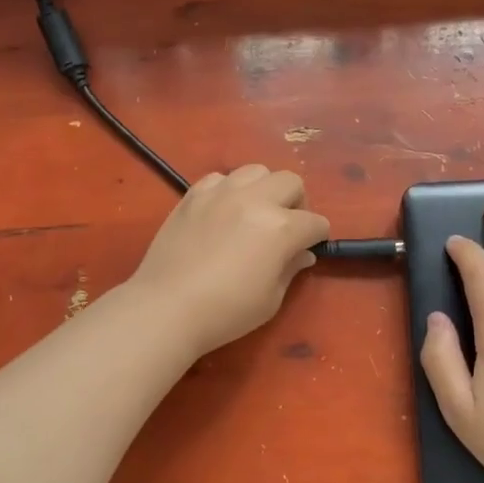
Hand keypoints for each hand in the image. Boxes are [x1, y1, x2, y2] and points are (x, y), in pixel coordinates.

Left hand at [126, 165, 329, 358]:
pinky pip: (220, 178)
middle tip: (285, 228)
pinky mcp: (193, 195)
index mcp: (280, 228)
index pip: (315, 222)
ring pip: (256, 171)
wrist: (166, 307)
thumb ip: (290, 269)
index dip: (317, 237)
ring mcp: (221, 193)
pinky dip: (229, 190)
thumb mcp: (270, 299)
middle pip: (291, 182)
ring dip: (263, 189)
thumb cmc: (226, 312)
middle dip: (296, 203)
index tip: (309, 248)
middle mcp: (254, 200)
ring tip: (253, 214)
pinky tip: (222, 213)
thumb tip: (302, 253)